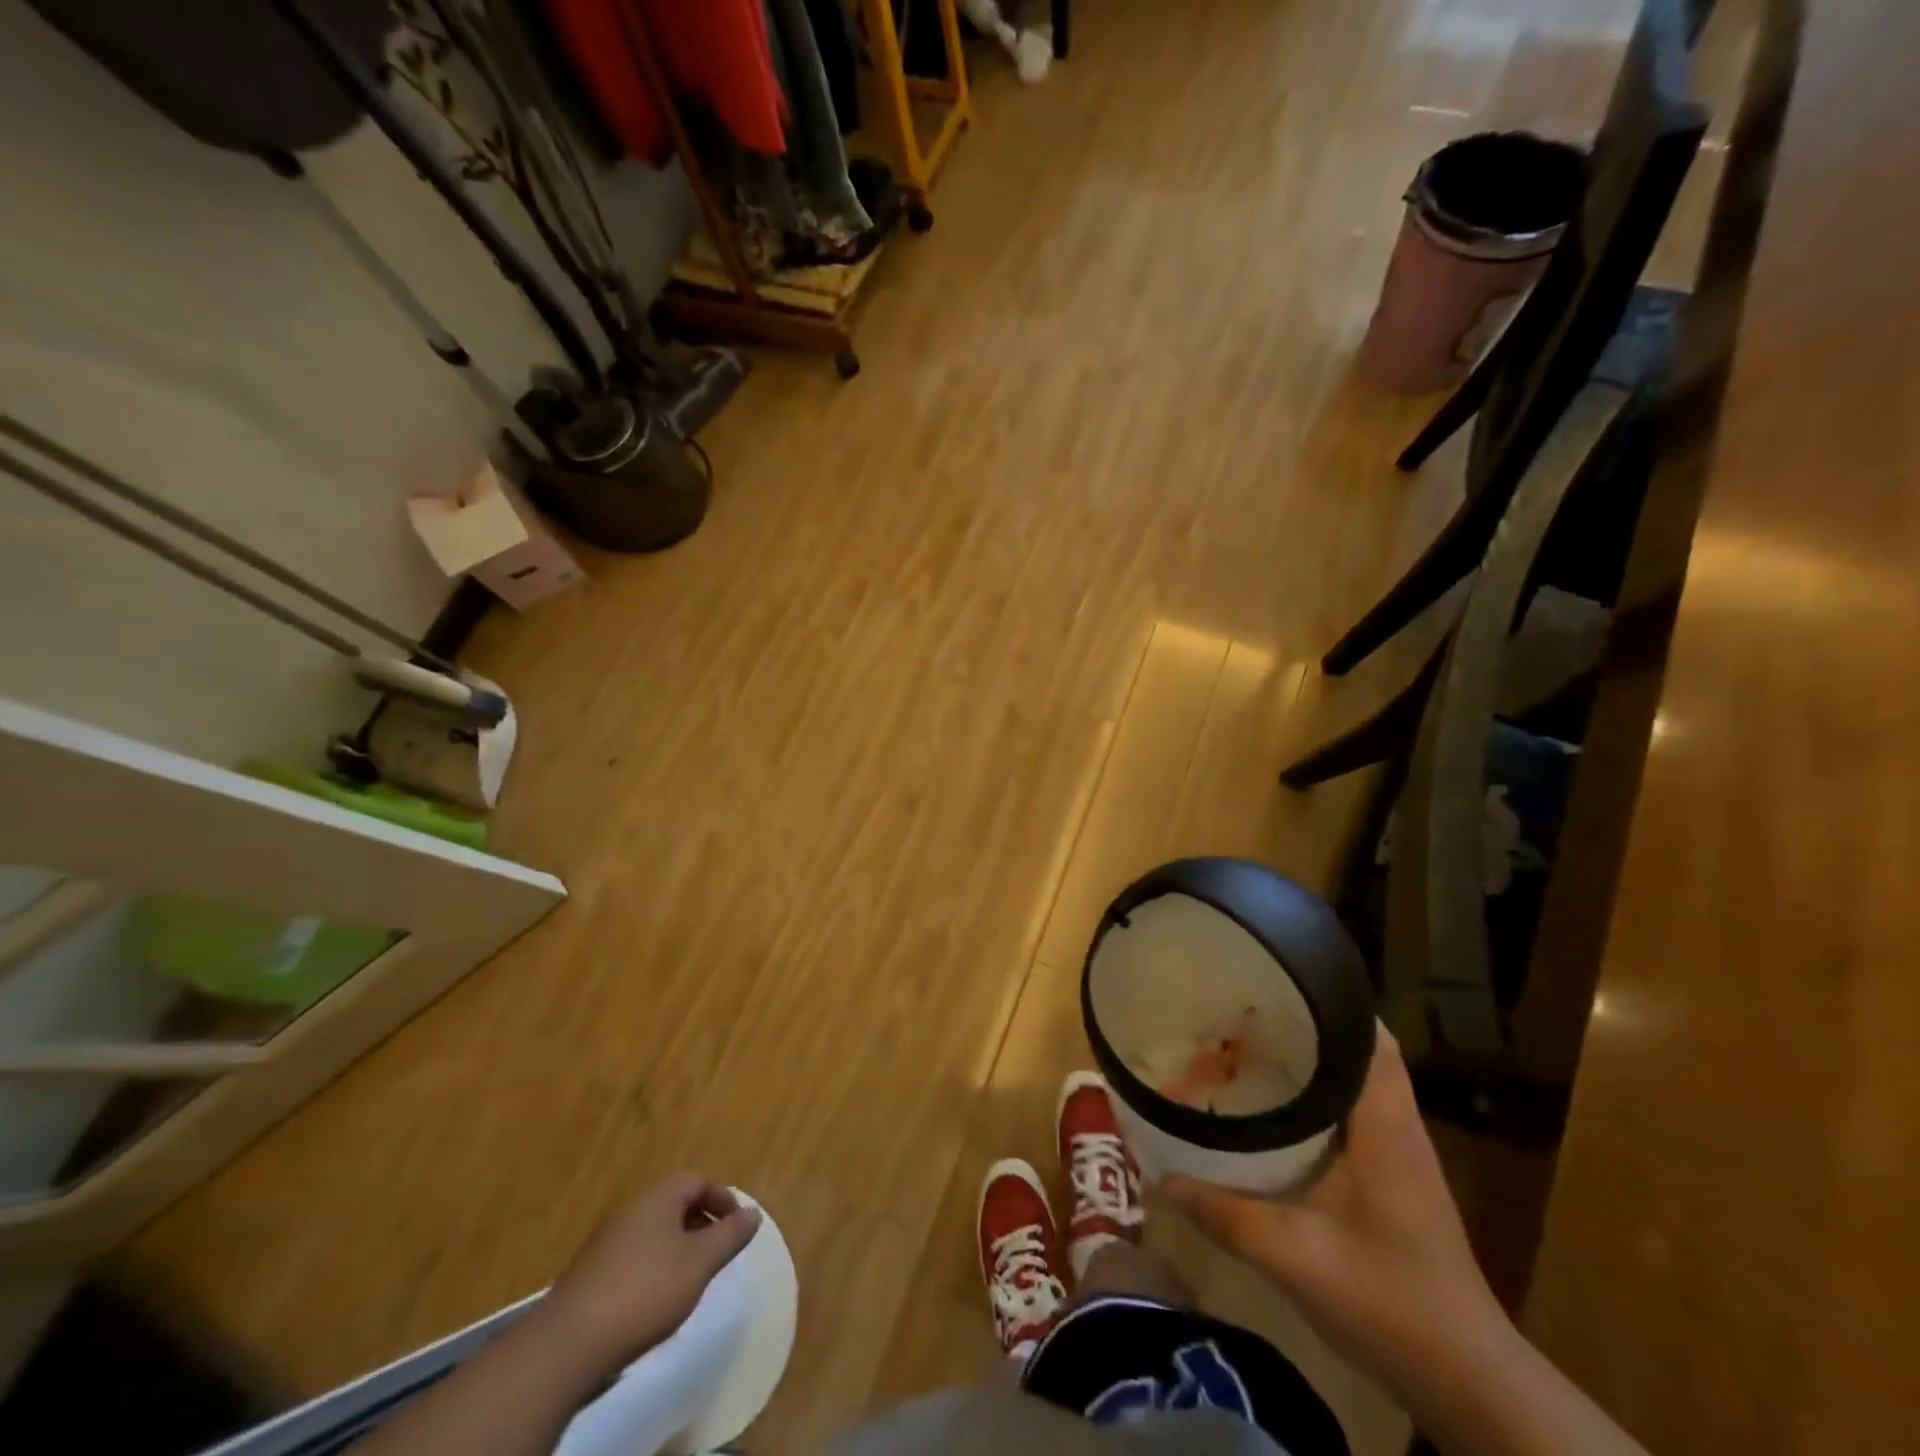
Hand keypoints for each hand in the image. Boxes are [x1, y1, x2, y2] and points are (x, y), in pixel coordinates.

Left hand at [539, 1173, 761, 1374]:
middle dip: (700, 1221)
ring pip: (654, 1230)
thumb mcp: (699, 1263)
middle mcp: (632, 1209)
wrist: (568, 1344)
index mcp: (658, 1198)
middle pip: (674, 1202)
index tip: (736, 1225)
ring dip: (677, 1244)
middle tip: (718, 1249)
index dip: (721, 1198)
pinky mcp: (590, 1273)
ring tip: (691, 1276)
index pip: (697, 1180)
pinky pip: (634, 1254)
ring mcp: (606, 1240)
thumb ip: (730, 1236)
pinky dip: (654, 1264)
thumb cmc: (645, 1291)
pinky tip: (656, 1297)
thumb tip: (754, 1213)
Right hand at [1165, 1025, 1503, 1383]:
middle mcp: (1397, 1127)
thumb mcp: (1296, 1258)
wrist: (1468, 1382)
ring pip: (1354, 1081)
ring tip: (1247, 1048)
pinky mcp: (1392, 1178)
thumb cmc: (1390, 1303)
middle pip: (1358, 1051)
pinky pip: (1351, 1114)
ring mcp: (1399, 1154)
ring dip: (1309, 1061)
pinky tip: (1272, 1111)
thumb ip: (1227, 1216)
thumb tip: (1164, 1178)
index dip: (1331, 1003)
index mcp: (1385, 1127)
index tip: (1275, 985)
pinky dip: (1314, 1098)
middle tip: (1243, 1015)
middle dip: (1304, 1027)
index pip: (1371, 1039)